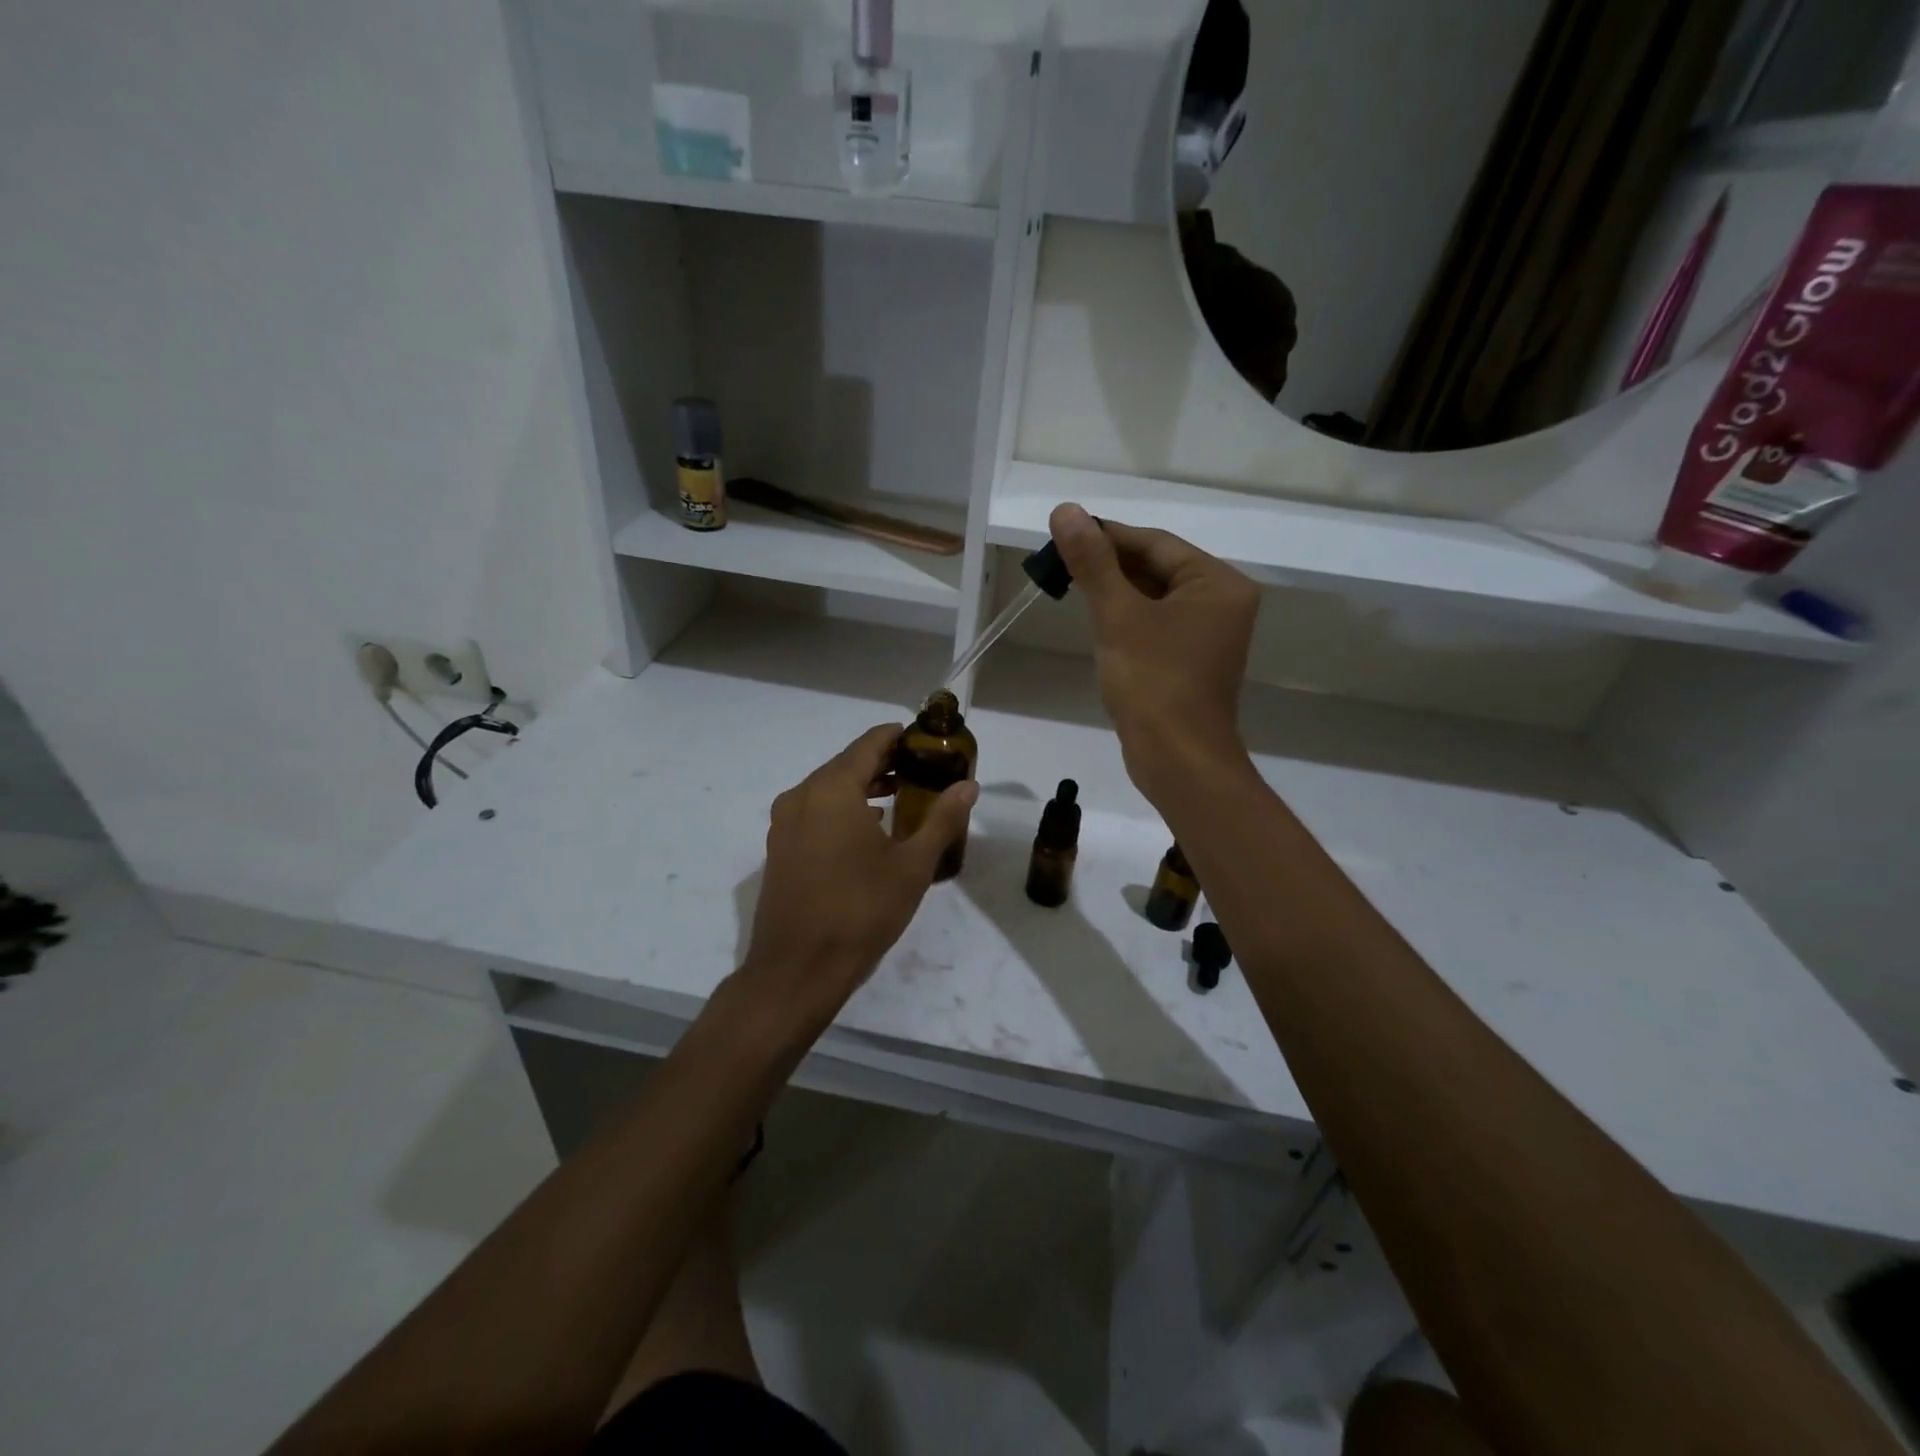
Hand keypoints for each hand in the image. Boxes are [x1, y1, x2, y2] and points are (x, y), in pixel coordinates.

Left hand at [736, 723, 976, 1035]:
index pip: (870, 742)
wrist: (797, 970)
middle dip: (886, 762)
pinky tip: (869, 831)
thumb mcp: (912, 865)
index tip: (930, 743)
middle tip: (924, 772)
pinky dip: (843, 808)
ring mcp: (785, 822)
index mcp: (832, 789)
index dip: (901, 737)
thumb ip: (942, 819)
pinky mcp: (779, 848)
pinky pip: (815, 811)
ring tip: (903, 798)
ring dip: (864, 786)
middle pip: (848, 762)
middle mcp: (802, 795)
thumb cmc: (861, 911)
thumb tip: (968, 785)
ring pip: (829, 788)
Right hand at [1049, 502, 1259, 802]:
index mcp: (1217, 583)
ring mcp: (1208, 635)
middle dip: (1109, 565)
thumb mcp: (1118, 616)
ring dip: (1114, 592)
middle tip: (1059, 562)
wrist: (1178, 760)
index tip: (1063, 532)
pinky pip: (1156, 626)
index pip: (1156, 544)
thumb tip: (1066, 511)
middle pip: (1157, 568)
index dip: (1108, 535)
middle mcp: (1221, 603)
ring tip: (1069, 586)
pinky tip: (1096, 621)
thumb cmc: (1154, 683)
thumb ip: (1093, 563)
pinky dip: (1126, 619)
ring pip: (1154, 598)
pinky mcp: (1190, 661)